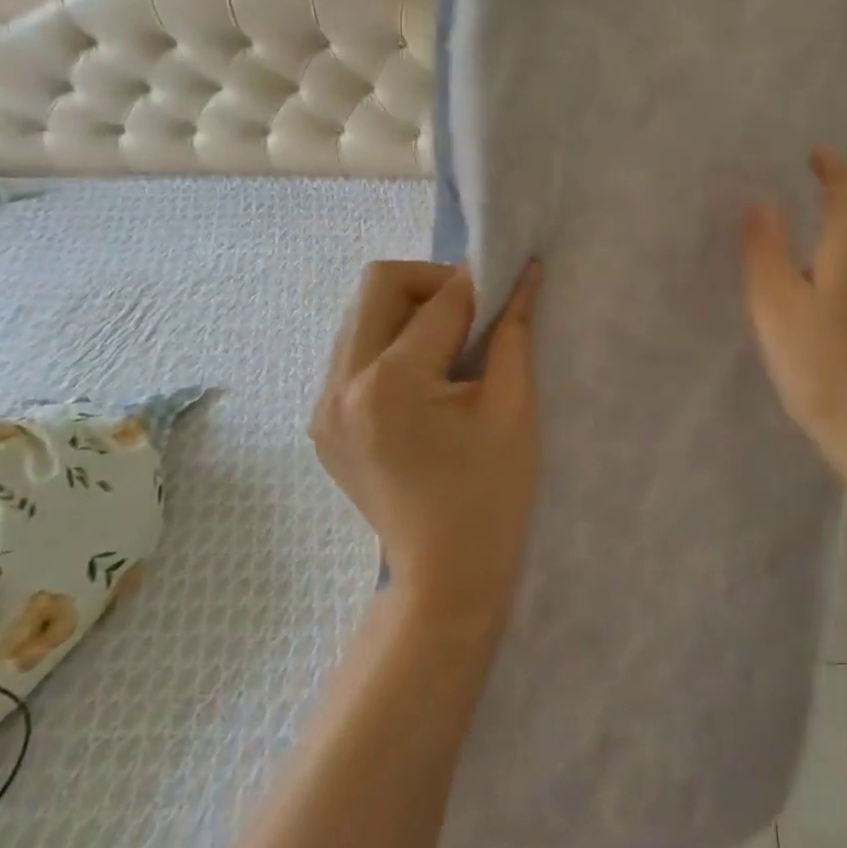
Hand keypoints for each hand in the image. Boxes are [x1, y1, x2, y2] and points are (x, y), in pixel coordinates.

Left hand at [311, 260, 541, 626]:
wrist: (446, 575)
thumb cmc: (492, 494)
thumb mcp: (513, 406)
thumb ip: (514, 330)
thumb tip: (524, 272)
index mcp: (390, 385)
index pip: (440, 301)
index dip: (482, 282)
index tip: (511, 276)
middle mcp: (340, 386)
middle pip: (379, 285)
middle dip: (434, 283)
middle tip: (475, 313)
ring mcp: (323, 406)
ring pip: (361, 314)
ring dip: (410, 310)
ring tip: (452, 344)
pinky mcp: (323, 422)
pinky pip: (354, 351)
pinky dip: (391, 342)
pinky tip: (425, 376)